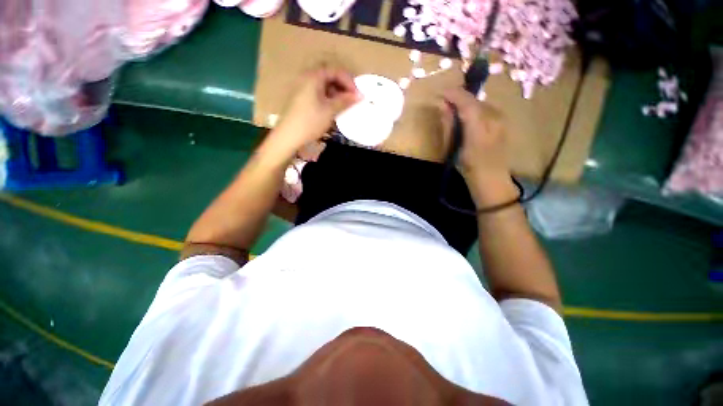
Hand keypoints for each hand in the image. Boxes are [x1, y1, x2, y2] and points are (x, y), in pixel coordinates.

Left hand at [274, 65, 359, 148]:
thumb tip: (360, 95)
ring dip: (336, 92)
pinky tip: (332, 108)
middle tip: (352, 98)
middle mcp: (306, 77)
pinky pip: (317, 92)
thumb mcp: (330, 110)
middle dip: (342, 86)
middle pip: (329, 76)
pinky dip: (327, 97)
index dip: (349, 81)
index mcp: (313, 76)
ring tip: (344, 104)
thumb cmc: (310, 121)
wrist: (288, 136)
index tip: (357, 95)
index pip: (335, 71)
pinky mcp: (300, 97)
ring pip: (323, 85)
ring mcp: (302, 87)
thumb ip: (345, 101)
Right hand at [441, 88, 516, 206]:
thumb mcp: (454, 147)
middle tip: (445, 102)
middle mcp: (494, 118)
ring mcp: (501, 119)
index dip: (453, 94)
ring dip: (467, 104)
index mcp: (480, 127)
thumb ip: (449, 125)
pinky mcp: (503, 121)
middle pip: (474, 100)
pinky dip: (474, 110)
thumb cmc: (469, 166)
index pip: (467, 102)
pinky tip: (467, 117)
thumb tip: (443, 107)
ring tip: (455, 110)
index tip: (441, 93)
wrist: (491, 177)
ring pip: (480, 104)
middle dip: (459, 98)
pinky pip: (485, 110)